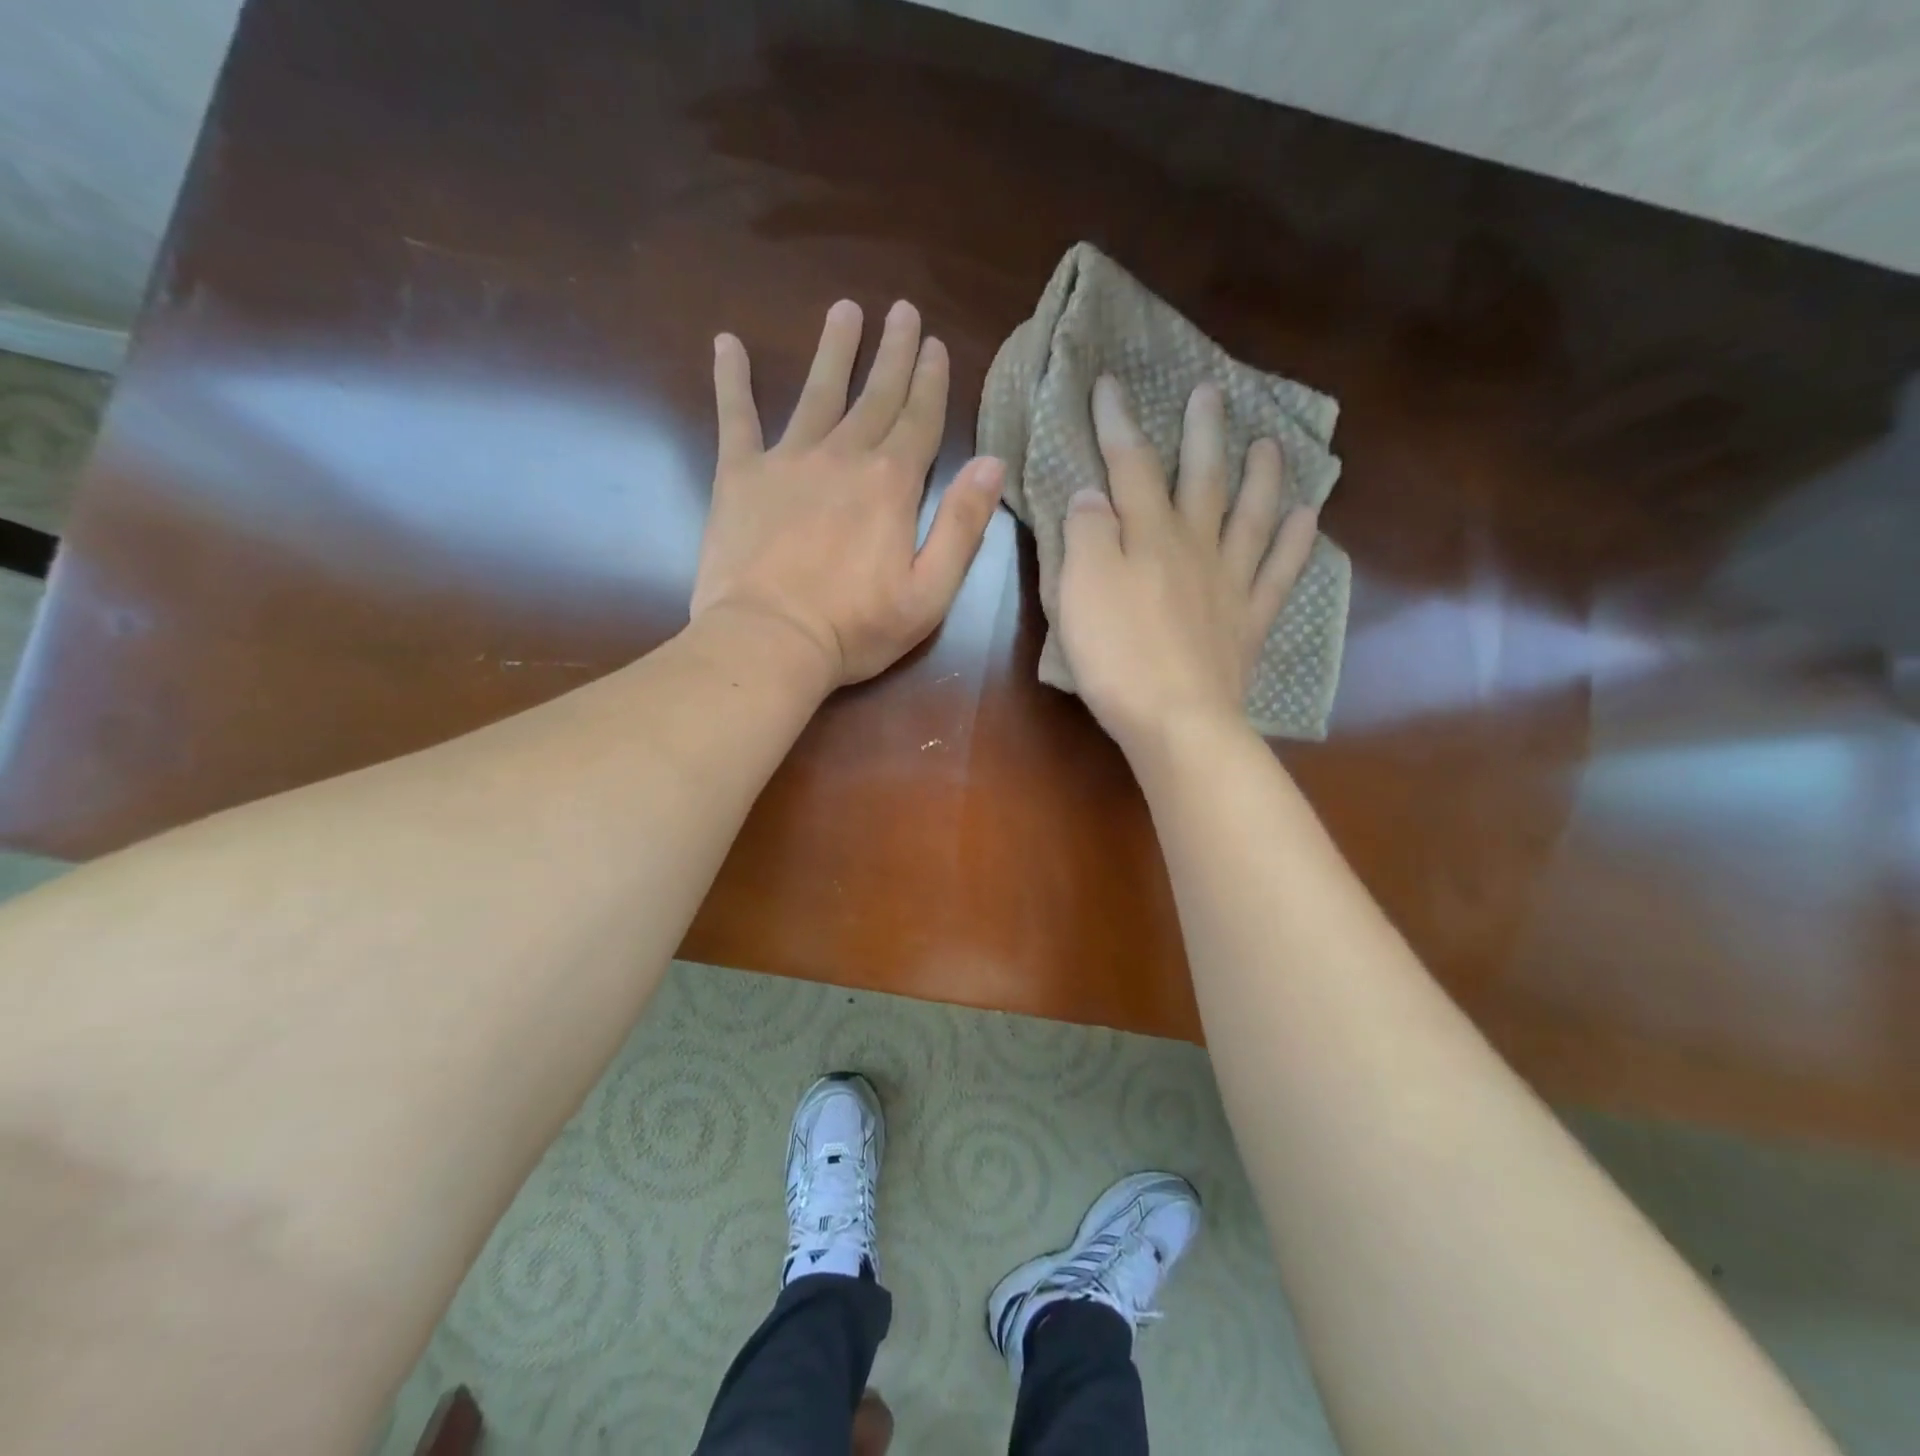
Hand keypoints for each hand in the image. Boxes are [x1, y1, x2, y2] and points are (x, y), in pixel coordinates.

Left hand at [690, 299, 1004, 686]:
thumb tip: (991, 463)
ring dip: (833, 350)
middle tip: (902, 311)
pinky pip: (736, 417)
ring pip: (816, 393)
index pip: (919, 420)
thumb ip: (962, 527)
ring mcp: (788, 461)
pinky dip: (732, 380)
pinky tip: (727, 344)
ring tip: (844, 310)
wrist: (768, 642)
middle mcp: (843, 457)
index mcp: (891, 485)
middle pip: (874, 395)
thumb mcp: (929, 593)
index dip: (930, 382)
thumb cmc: (855, 628)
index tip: (935, 344)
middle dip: (893, 352)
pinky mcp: (740, 476)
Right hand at [1058, 375, 1318, 757]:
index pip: (1131, 466)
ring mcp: (1230, 583)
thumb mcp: (1079, 589)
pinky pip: (1280, 573)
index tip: (1110, 383)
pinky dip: (1296, 541)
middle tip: (1211, 392)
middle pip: (1202, 479)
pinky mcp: (1250, 622)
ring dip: (1261, 476)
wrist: (1175, 720)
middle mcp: (1196, 547)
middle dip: (1203, 433)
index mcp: (1148, 536)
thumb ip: (1085, 534)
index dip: (1119, 423)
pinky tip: (1308, 516)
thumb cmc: (1116, 655)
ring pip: (1251, 516)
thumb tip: (1094, 495)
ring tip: (1270, 444)